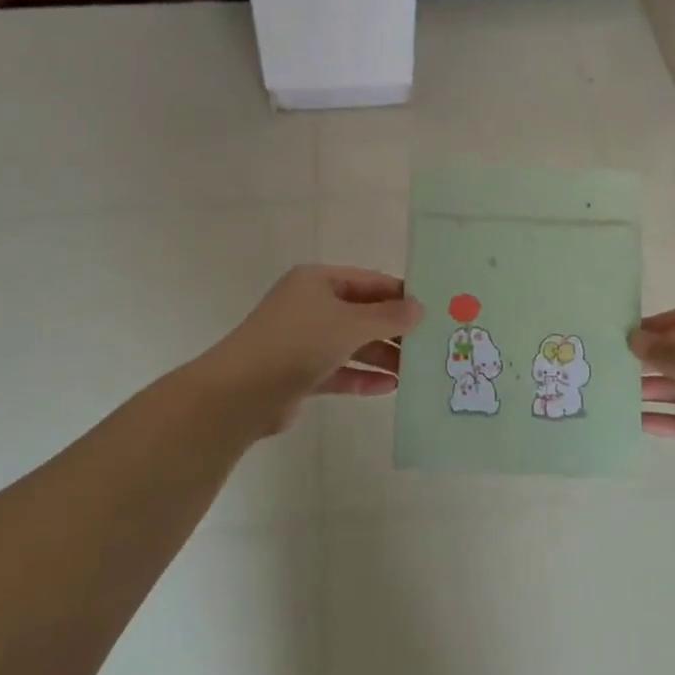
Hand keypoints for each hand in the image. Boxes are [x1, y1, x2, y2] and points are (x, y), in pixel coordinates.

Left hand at [204, 265, 424, 432]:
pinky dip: (362, 377)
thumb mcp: (351, 324)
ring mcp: (303, 340)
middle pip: (362, 313)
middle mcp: (310, 306)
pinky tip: (389, 388)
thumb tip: (420, 308)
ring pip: (351, 344)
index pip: (369, 281)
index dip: (400, 294)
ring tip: (415, 371)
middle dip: (394, 329)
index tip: (433, 310)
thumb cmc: (299, 342)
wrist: (242, 392)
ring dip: (381, 356)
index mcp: (317, 281)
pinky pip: (339, 371)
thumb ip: (388, 317)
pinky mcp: (300, 373)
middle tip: (430, 344)